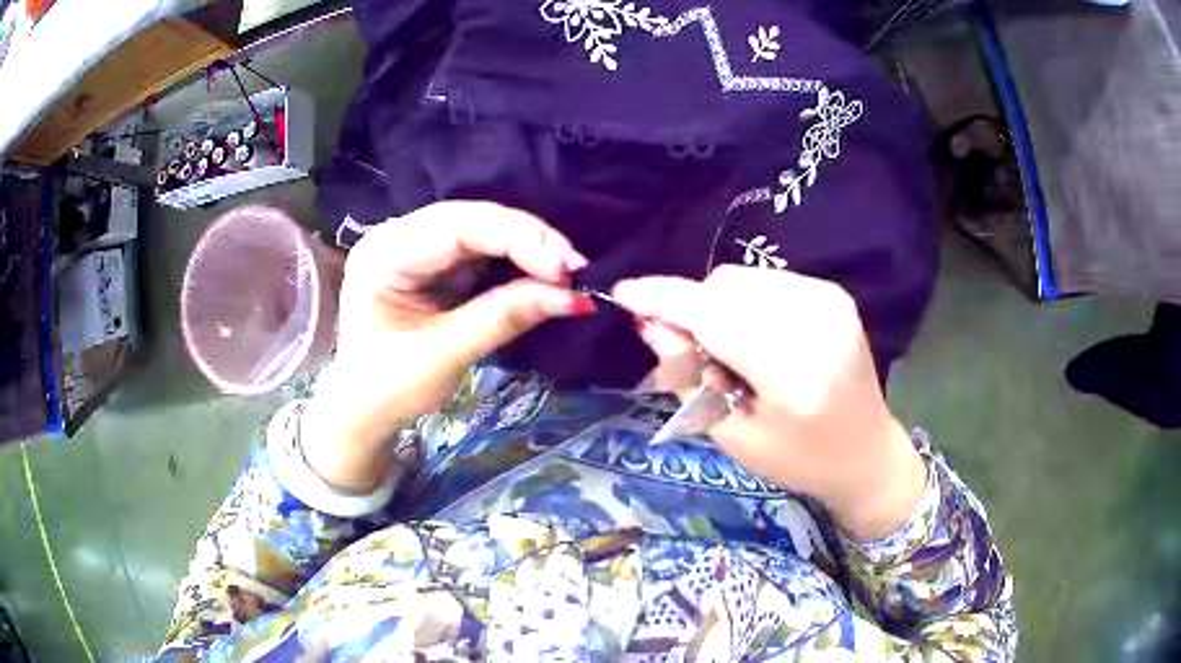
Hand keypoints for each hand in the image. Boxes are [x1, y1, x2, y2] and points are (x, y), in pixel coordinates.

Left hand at [302, 202, 593, 491]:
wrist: (363, 409)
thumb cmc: (390, 388)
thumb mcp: (446, 355)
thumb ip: (504, 317)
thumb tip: (572, 297)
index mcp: (384, 254)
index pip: (457, 228)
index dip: (517, 239)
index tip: (565, 268)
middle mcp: (397, 235)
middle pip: (471, 219)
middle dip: (527, 240)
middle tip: (574, 268)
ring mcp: (415, 244)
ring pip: (481, 228)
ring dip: (526, 246)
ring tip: (565, 271)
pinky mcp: (433, 260)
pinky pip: (480, 247)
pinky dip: (514, 259)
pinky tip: (541, 271)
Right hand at [612, 266, 926, 539]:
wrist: (866, 452)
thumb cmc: (798, 459)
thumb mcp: (733, 434)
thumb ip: (689, 377)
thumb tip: (650, 324)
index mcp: (795, 370)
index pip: (717, 317)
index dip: (665, 300)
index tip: (623, 293)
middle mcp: (817, 320)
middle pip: (726, 287)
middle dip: (696, 311)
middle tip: (701, 358)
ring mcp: (829, 299)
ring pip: (743, 278)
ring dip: (720, 306)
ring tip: (737, 353)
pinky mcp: (833, 292)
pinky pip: (765, 281)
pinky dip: (747, 303)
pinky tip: (760, 339)